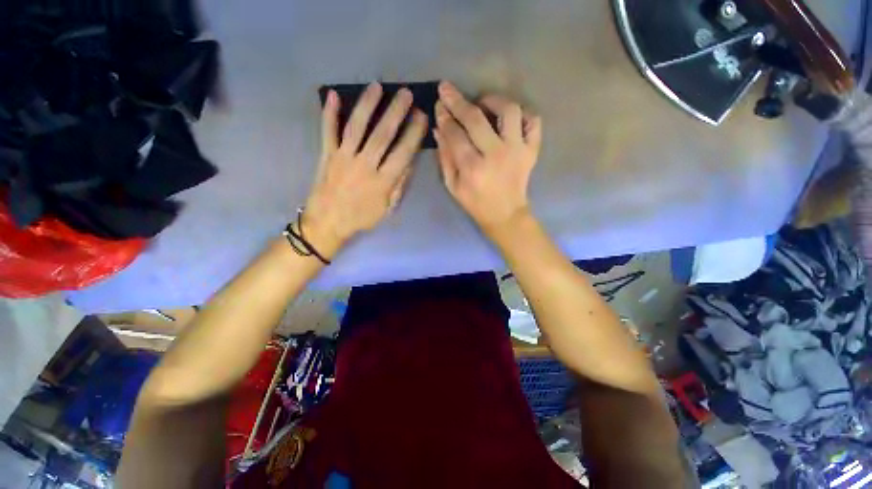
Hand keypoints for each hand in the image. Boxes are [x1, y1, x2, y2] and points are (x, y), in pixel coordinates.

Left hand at [303, 83, 427, 257]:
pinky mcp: (326, 155)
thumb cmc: (362, 218)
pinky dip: (329, 113)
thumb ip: (398, 185)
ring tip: (377, 87)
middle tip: (405, 93)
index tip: (421, 116)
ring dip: (367, 105)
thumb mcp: (387, 208)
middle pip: (382, 135)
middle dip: (395, 112)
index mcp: (382, 182)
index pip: (402, 153)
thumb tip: (409, 162)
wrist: (328, 223)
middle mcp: (364, 166)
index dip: (413, 133)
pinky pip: (327, 131)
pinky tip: (334, 95)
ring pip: (356, 127)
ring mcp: (343, 158)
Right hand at [434, 81, 541, 235]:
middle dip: (458, 101)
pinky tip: (509, 119)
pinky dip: (523, 114)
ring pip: (509, 111)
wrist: (505, 215)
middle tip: (447, 90)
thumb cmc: (475, 203)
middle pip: (476, 119)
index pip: (455, 134)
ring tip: (482, 103)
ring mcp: (517, 150)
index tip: (439, 104)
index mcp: (473, 168)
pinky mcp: (532, 150)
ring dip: (493, 100)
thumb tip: (439, 129)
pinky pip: (533, 122)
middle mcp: (496, 155)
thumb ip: (445, 157)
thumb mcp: (453, 185)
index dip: (445, 116)